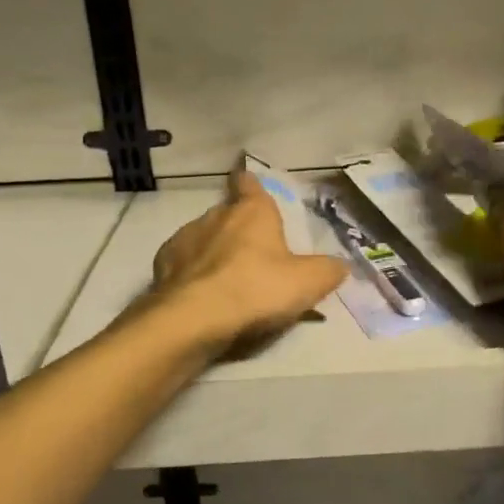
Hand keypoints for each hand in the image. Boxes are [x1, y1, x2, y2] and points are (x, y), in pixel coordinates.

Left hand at [150, 166, 349, 349]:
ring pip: (202, 238)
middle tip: (253, 253)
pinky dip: (191, 274)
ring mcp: (184, 239)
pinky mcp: (162, 266)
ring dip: (213, 251)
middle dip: (237, 227)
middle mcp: (215, 216)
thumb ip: (328, 271)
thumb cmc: (256, 290)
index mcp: (252, 212)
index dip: (250, 184)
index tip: (248, 183)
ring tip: (226, 279)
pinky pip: (182, 264)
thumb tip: (340, 265)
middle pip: (228, 213)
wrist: (193, 320)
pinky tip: (200, 295)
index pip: (249, 184)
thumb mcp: (307, 283)